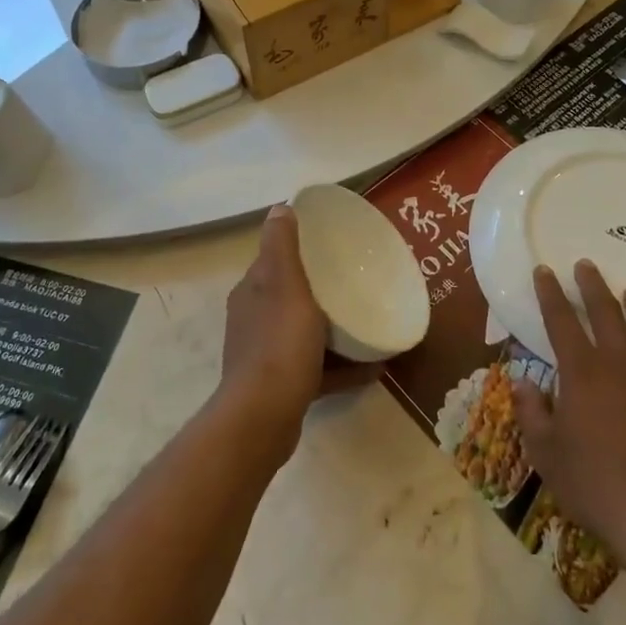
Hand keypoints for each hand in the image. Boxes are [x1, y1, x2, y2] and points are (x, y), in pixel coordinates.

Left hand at [218, 205, 375, 461]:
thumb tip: (279, 207)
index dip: (300, 250)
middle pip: (291, 296)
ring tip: (368, 321)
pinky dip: (341, 366)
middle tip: (357, 283)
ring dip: (334, 328)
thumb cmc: (279, 343)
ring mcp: (266, 356)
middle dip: (321, 289)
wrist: (264, 417)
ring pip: (304, 333)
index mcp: (252, 292)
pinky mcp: (281, 387)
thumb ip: (281, 246)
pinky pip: (316, 368)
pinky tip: (373, 366)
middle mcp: (254, 320)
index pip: (274, 261)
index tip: (333, 246)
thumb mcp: (284, 284)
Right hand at [515, 261, 625, 557]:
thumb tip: (522, 381)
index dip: (550, 293)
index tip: (544, 271)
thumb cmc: (595, 485)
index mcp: (582, 371)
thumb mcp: (546, 453)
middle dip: (592, 284)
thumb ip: (531, 411)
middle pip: (606, 310)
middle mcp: (622, 362)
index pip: (561, 319)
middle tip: (586, 265)